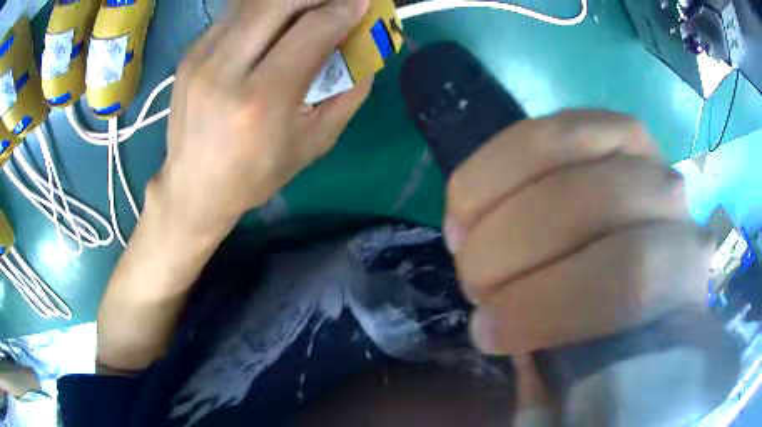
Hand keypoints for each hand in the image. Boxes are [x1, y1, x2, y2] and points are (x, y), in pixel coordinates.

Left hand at [150, 0, 372, 235]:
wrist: (193, 185)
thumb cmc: (256, 173)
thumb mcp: (314, 143)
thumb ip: (348, 93)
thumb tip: (366, 47)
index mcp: (262, 100)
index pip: (312, 30)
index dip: (344, 9)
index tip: (362, 3)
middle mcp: (225, 70)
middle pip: (279, 1)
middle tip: (335, 2)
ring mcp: (201, 57)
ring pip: (253, 1)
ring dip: (288, 0)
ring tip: (306, 10)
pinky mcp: (190, 53)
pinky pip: (234, 13)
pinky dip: (262, 10)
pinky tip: (272, 25)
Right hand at [444, 110, 710, 353]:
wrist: (636, 278)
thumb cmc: (610, 331)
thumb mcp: (586, 363)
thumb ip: (558, 357)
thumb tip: (497, 324)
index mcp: (680, 277)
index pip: (631, 278)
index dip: (546, 307)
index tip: (487, 334)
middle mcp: (671, 202)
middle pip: (590, 201)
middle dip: (508, 248)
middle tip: (474, 286)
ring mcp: (641, 150)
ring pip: (561, 146)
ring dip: (495, 197)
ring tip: (465, 238)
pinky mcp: (606, 127)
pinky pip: (545, 126)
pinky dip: (497, 161)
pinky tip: (475, 199)